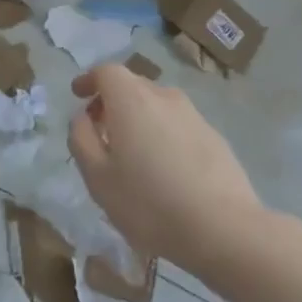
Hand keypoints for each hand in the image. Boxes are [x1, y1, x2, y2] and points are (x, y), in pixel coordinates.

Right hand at [69, 64, 262, 267]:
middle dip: (111, 100)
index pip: (107, 72)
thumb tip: (83, 117)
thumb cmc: (148, 203)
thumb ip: (82, 139)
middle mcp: (164, 98)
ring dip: (138, 119)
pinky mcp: (215, 138)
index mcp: (132, 100)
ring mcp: (194, 116)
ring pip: (157, 106)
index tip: (78, 96)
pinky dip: (161, 134)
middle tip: (99, 129)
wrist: (223, 229)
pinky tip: (162, 169)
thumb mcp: (97, 176)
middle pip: (133, 86)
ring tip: (130, 153)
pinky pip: (177, 125)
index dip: (89, 80)